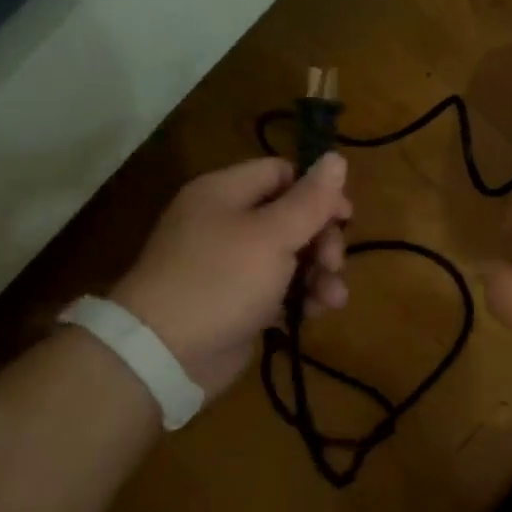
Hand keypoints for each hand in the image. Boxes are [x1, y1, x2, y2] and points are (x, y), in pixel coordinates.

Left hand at [110, 154, 350, 398]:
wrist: (166, 353)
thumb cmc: (222, 280)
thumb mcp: (273, 235)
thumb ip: (310, 199)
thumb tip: (337, 157)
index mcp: (226, 192)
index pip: (282, 173)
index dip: (317, 192)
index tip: (345, 218)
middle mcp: (226, 222)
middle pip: (291, 217)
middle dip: (322, 241)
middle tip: (334, 265)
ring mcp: (230, 264)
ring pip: (290, 256)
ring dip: (319, 274)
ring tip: (332, 301)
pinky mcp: (237, 301)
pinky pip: (278, 289)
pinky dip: (299, 297)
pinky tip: (314, 314)